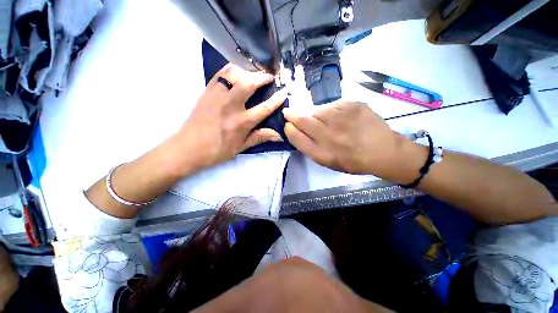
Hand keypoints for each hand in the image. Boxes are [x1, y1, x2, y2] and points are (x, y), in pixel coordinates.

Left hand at [174, 64, 286, 169]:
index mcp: (241, 122)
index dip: (277, 99)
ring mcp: (217, 96)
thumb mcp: (241, 147)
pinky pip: (220, 74)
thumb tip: (278, 136)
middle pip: (249, 84)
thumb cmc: (217, 151)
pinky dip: (231, 70)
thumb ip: (260, 138)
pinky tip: (236, 73)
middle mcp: (231, 106)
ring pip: (233, 74)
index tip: (284, 91)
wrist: (188, 148)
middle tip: (269, 76)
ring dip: (246, 71)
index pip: (264, 108)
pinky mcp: (206, 91)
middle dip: (262, 77)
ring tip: (253, 74)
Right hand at [283, 101, 411, 176]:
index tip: (288, 125)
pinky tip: (341, 118)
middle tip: (289, 113)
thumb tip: (297, 130)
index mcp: (321, 153)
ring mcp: (341, 119)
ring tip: (326, 121)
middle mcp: (329, 136)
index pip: (296, 137)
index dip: (289, 129)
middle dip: (292, 115)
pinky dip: (331, 111)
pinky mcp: (352, 105)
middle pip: (302, 120)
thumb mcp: (327, 162)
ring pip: (317, 110)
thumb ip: (310, 147)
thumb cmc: (352, 160)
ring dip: (315, 114)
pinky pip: (332, 105)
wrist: (383, 151)